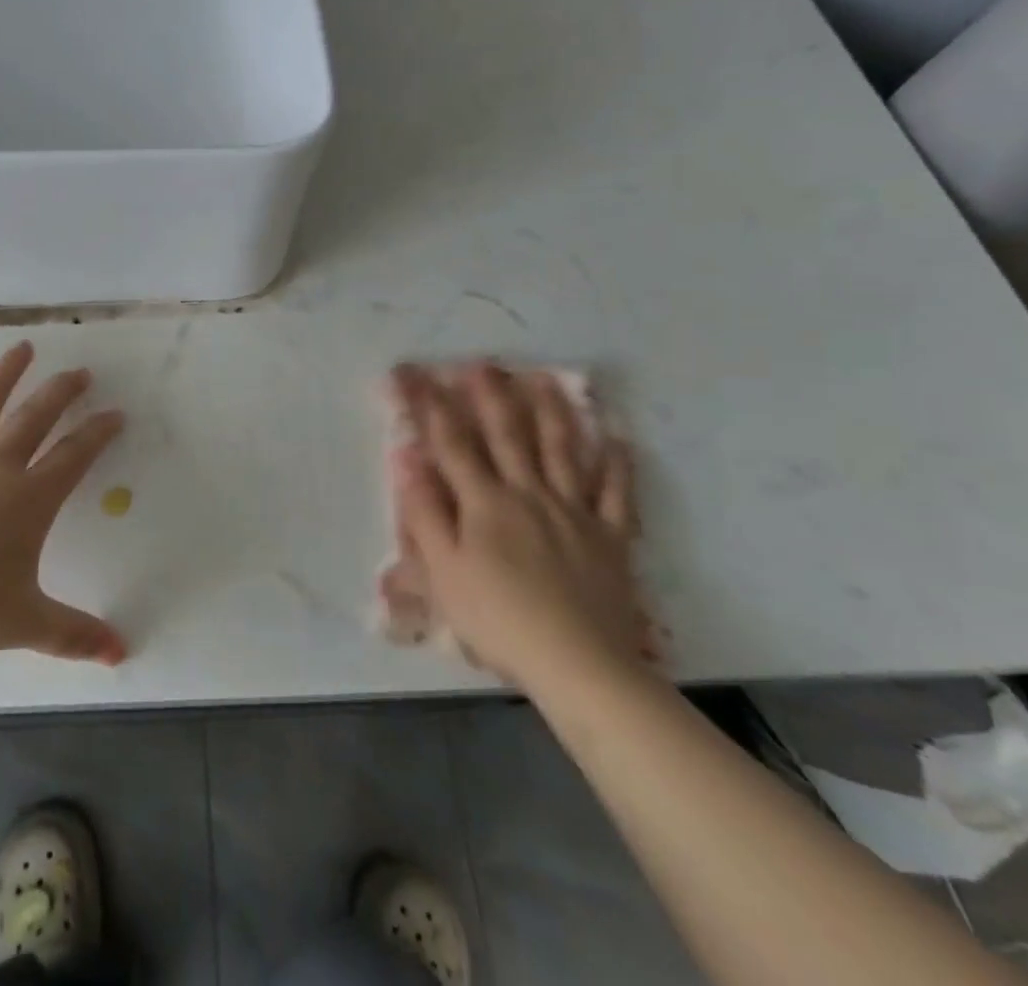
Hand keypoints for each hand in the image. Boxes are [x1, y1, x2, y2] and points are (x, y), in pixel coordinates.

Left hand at [0, 342, 127, 665]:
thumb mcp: (25, 623)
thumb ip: (75, 635)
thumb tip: (122, 655)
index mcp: (28, 499)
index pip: (74, 456)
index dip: (98, 433)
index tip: (116, 413)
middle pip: (35, 418)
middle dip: (62, 392)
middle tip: (81, 372)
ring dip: (6, 374)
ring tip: (24, 346)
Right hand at [389, 363, 649, 690]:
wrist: (578, 664)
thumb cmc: (499, 619)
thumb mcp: (444, 571)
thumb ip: (426, 513)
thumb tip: (408, 460)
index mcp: (485, 502)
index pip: (452, 444)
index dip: (432, 407)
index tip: (416, 376)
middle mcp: (529, 494)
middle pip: (508, 435)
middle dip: (491, 396)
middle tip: (483, 363)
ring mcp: (574, 512)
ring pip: (562, 451)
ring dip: (551, 411)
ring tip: (544, 379)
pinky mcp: (609, 537)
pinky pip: (615, 494)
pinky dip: (617, 465)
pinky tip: (618, 440)